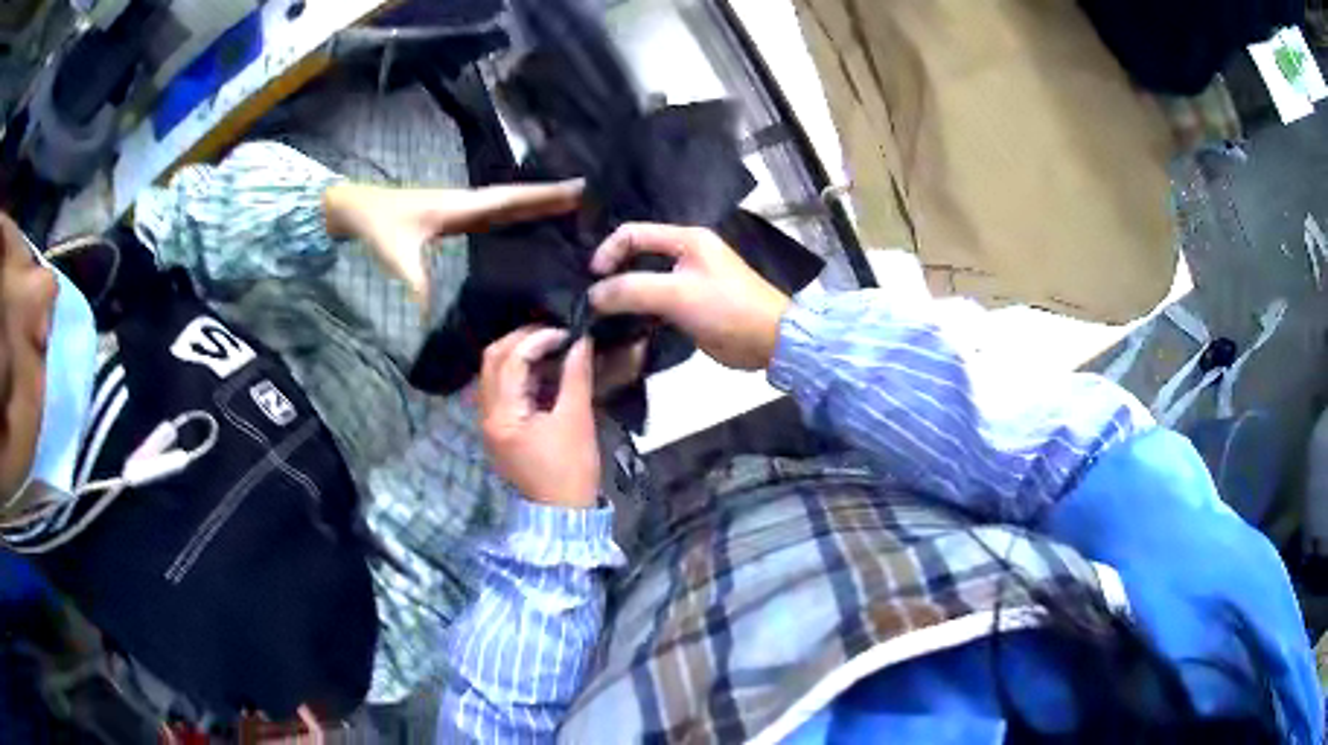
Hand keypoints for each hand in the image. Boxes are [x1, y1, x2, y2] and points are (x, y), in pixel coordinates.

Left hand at [324, 180, 582, 311]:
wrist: (355, 208)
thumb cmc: (378, 225)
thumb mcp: (398, 256)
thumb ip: (420, 285)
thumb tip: (438, 321)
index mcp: (460, 206)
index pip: (509, 199)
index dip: (543, 195)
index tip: (579, 187)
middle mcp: (466, 203)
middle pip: (515, 199)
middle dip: (549, 198)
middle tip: (587, 198)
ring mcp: (460, 208)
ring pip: (505, 205)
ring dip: (535, 205)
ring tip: (568, 209)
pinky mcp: (452, 217)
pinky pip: (492, 215)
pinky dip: (515, 215)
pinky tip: (525, 224)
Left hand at [478, 327, 599, 508]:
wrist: (562, 513)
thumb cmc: (570, 470)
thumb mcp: (577, 420)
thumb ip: (576, 376)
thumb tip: (581, 340)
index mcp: (502, 415)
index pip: (510, 360)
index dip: (538, 338)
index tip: (567, 333)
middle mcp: (486, 415)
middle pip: (492, 360)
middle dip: (521, 340)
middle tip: (554, 333)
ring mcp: (489, 422)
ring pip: (493, 373)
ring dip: (518, 354)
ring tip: (551, 347)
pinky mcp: (499, 428)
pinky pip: (501, 388)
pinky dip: (518, 373)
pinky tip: (543, 369)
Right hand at [588, 224, 790, 369]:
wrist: (770, 341)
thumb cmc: (726, 309)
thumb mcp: (676, 295)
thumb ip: (631, 290)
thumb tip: (592, 295)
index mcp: (686, 238)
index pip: (633, 233)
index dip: (608, 251)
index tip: (593, 279)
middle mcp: (686, 253)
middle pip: (637, 255)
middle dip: (613, 273)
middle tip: (591, 298)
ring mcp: (689, 280)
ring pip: (645, 280)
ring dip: (624, 294)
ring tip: (601, 314)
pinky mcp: (691, 306)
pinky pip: (656, 302)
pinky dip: (639, 311)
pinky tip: (623, 325)